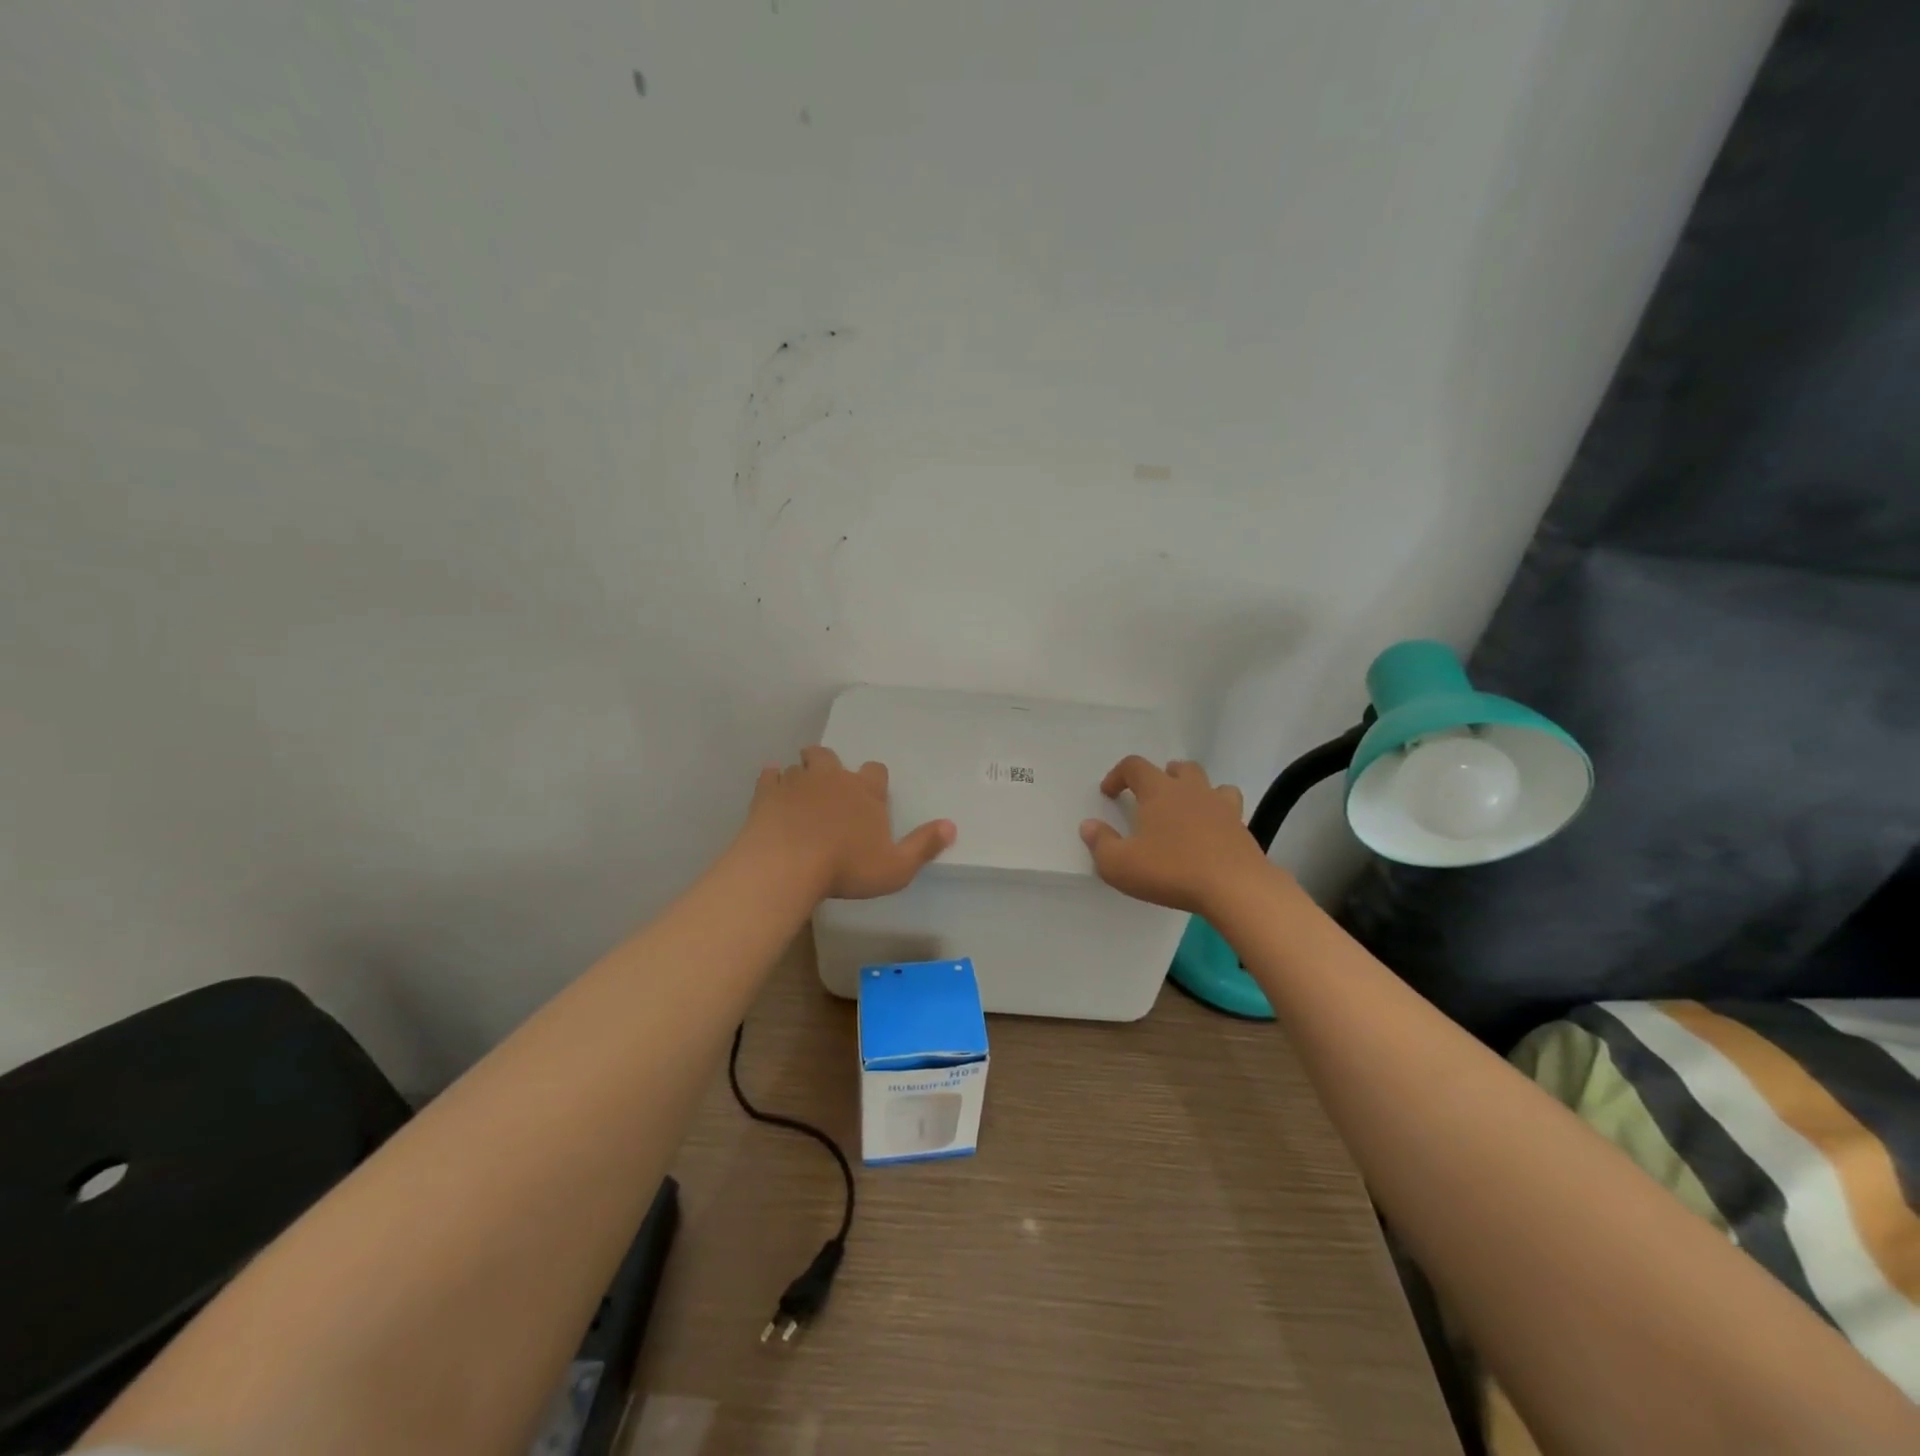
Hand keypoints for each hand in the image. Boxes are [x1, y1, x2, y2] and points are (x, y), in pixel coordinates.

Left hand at [745, 746, 955, 899]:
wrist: (787, 865)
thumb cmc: (846, 867)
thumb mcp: (896, 867)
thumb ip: (923, 846)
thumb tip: (951, 826)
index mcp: (865, 791)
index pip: (875, 772)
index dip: (873, 781)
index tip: (869, 795)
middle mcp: (832, 778)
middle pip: (831, 757)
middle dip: (830, 765)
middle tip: (829, 782)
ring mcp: (797, 782)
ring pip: (800, 765)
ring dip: (801, 774)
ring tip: (800, 790)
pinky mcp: (767, 793)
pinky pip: (769, 776)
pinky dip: (771, 779)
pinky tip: (771, 788)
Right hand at [1079, 757, 1269, 914]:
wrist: (1234, 887)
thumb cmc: (1171, 870)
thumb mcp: (1120, 864)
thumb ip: (1100, 843)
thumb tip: (1089, 826)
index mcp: (1158, 791)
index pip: (1134, 766)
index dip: (1118, 775)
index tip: (1109, 793)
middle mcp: (1190, 790)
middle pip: (1177, 768)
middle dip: (1161, 776)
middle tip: (1150, 797)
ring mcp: (1220, 806)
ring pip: (1208, 783)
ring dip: (1193, 789)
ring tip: (1184, 809)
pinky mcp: (1241, 827)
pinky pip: (1229, 808)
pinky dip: (1218, 813)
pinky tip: (1211, 831)